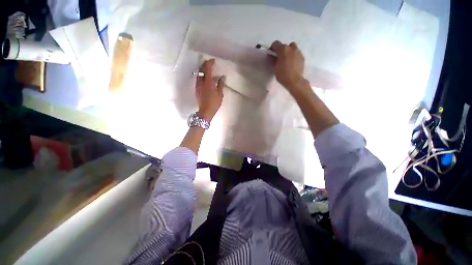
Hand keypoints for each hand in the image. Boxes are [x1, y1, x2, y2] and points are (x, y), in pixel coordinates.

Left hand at [196, 59, 224, 120]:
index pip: (207, 69)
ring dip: (202, 69)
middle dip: (205, 64)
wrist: (205, 111)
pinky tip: (204, 77)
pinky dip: (201, 75)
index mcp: (207, 82)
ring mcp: (197, 86)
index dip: (210, 63)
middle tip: (210, 63)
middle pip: (201, 70)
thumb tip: (222, 76)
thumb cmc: (214, 103)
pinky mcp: (196, 89)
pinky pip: (198, 79)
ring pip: (198, 74)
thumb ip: (221, 84)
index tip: (213, 61)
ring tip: (207, 68)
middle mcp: (201, 82)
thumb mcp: (220, 94)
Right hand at [270, 41, 307, 92]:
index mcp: (283, 49)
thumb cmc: (282, 74)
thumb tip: (271, 56)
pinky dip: (293, 56)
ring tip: (286, 61)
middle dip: (281, 50)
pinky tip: (291, 64)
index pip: (276, 43)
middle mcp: (291, 48)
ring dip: (288, 52)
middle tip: (279, 58)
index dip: (272, 48)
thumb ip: (272, 60)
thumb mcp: (274, 68)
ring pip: (292, 48)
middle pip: (285, 45)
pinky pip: (296, 54)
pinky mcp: (302, 57)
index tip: (271, 54)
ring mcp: (298, 52)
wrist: (295, 81)